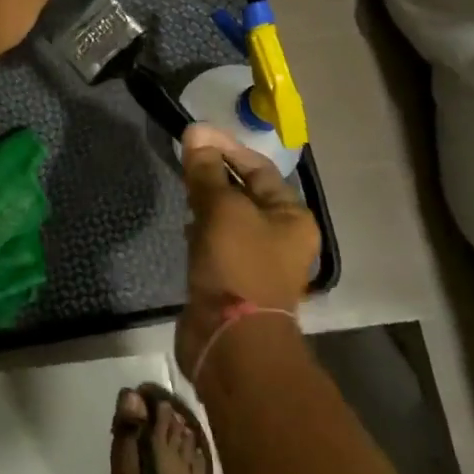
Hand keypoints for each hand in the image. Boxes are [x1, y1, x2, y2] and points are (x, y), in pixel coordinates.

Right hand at [174, 125, 319, 377]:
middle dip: (215, 172)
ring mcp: (256, 260)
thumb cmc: (237, 265)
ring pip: (229, 217)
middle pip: (244, 191)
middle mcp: (280, 236)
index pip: (257, 167)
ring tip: (182, 186)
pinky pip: (217, 241)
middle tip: (184, 158)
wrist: (231, 341)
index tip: (193, 135)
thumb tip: (196, 132)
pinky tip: (184, 224)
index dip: (226, 147)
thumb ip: (206, 170)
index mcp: (291, 216)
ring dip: (207, 200)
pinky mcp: (232, 279)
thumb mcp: (221, 209)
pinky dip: (201, 228)